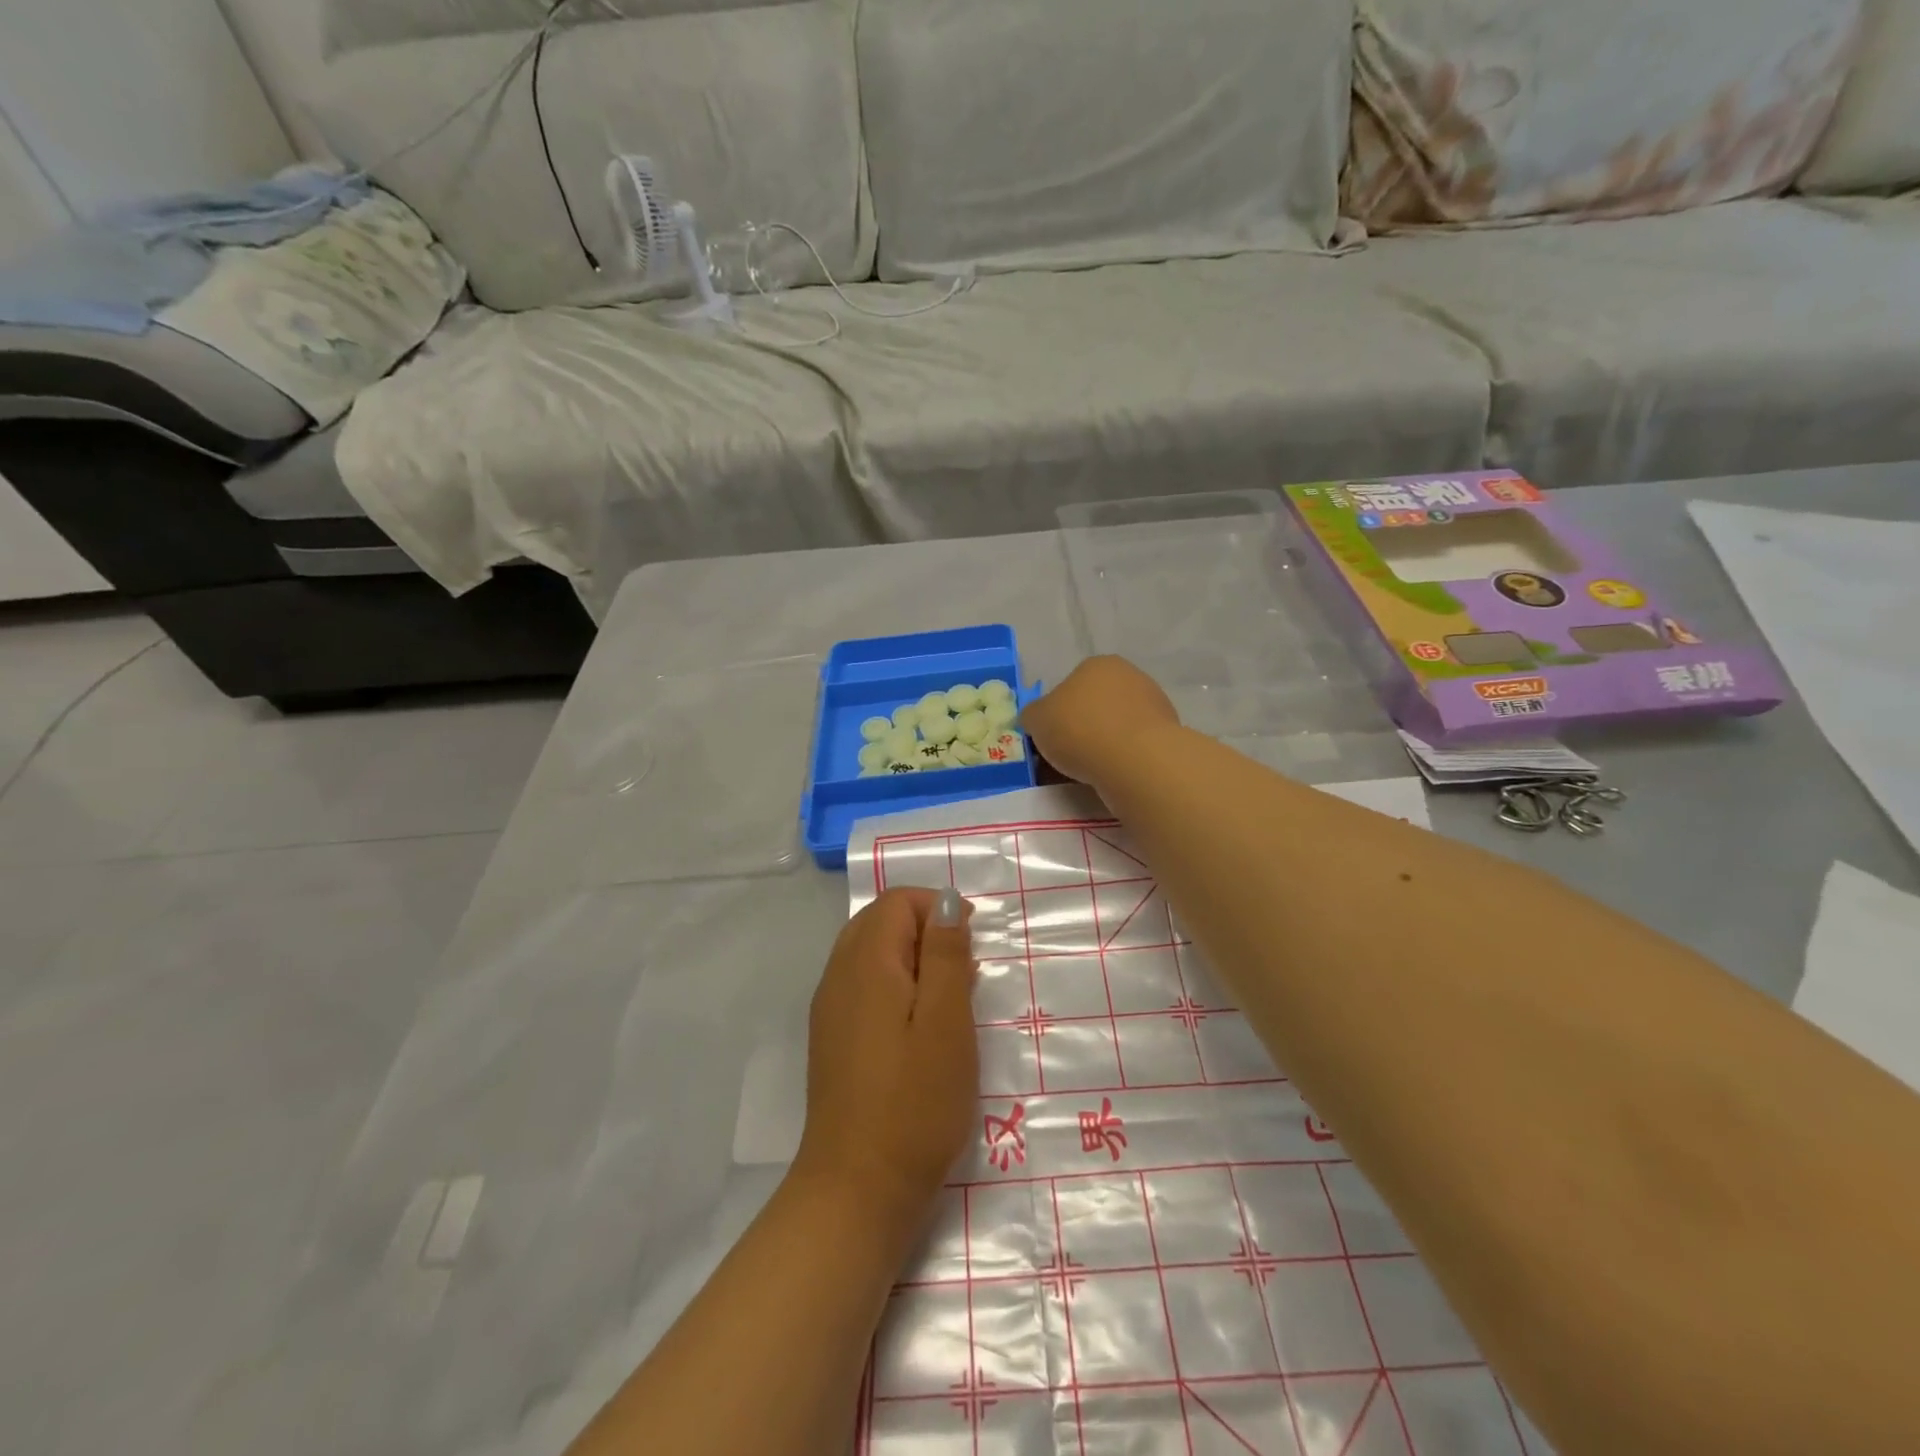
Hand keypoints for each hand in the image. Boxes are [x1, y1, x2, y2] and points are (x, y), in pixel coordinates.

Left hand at [795, 887, 977, 1234]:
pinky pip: (863, 984)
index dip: (936, 907)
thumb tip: (944, 901)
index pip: (896, 902)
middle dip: (925, 930)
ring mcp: (830, 1008)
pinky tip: (919, 1027)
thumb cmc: (915, 1104)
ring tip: (949, 1001)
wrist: (857, 1189)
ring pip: (870, 952)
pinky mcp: (832, 1037)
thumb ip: (946, 954)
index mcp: (866, 963)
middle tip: (964, 972)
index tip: (972, 943)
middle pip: (879, 921)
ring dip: (912, 958)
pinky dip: (895, 984)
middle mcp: (839, 975)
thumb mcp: (947, 1023)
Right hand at [1023, 656, 1180, 786]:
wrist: (1135, 760)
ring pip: (1115, 726)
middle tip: (1065, 756)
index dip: (1056, 713)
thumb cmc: (1079, 729)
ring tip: (1087, 772)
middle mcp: (1130, 676)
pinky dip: (1121, 758)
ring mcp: (1154, 703)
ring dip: (1102, 744)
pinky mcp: (1168, 733)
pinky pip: (1133, 745)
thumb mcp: (1036, 719)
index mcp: (1097, 664)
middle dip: (1081, 728)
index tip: (1050, 737)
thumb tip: (1037, 718)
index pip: (1070, 685)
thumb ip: (1033, 715)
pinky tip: (1111, 775)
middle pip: (1095, 705)